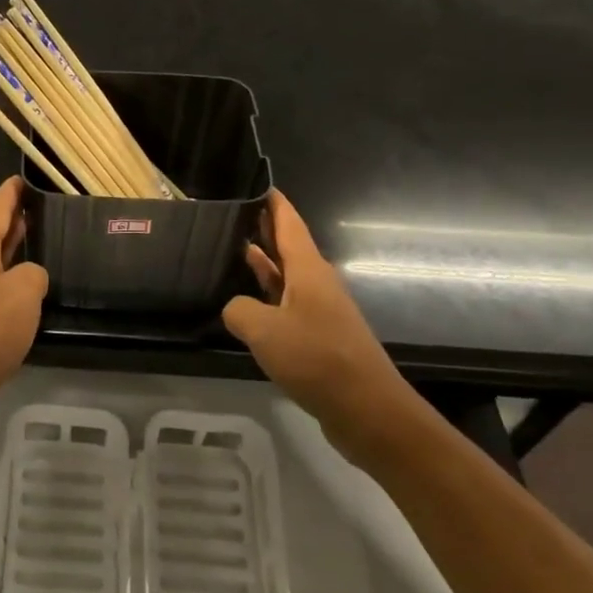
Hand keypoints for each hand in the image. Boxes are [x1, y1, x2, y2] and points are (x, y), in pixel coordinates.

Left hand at [0, 178, 47, 431]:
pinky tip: (24, 293)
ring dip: (12, 251)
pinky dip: (7, 280)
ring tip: (40, 244)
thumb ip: (34, 274)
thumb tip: (29, 276)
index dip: (12, 192)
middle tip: (43, 210)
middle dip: (15, 220)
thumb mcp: (23, 295)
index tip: (25, 177)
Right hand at [223, 190, 428, 466]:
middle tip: (226, 215)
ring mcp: (318, 311)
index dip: (272, 202)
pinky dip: (264, 298)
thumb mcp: (263, 330)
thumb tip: (235, 308)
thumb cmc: (317, 359)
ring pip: (283, 278)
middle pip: (285, 247)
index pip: (288, 222)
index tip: (254, 183)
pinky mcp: (317, 337)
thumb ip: (239, 310)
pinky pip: (285, 306)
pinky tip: (243, 306)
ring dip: (260, 265)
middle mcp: (315, 283)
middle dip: (260, 230)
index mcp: (307, 270)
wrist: (367, 410)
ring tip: (226, 252)